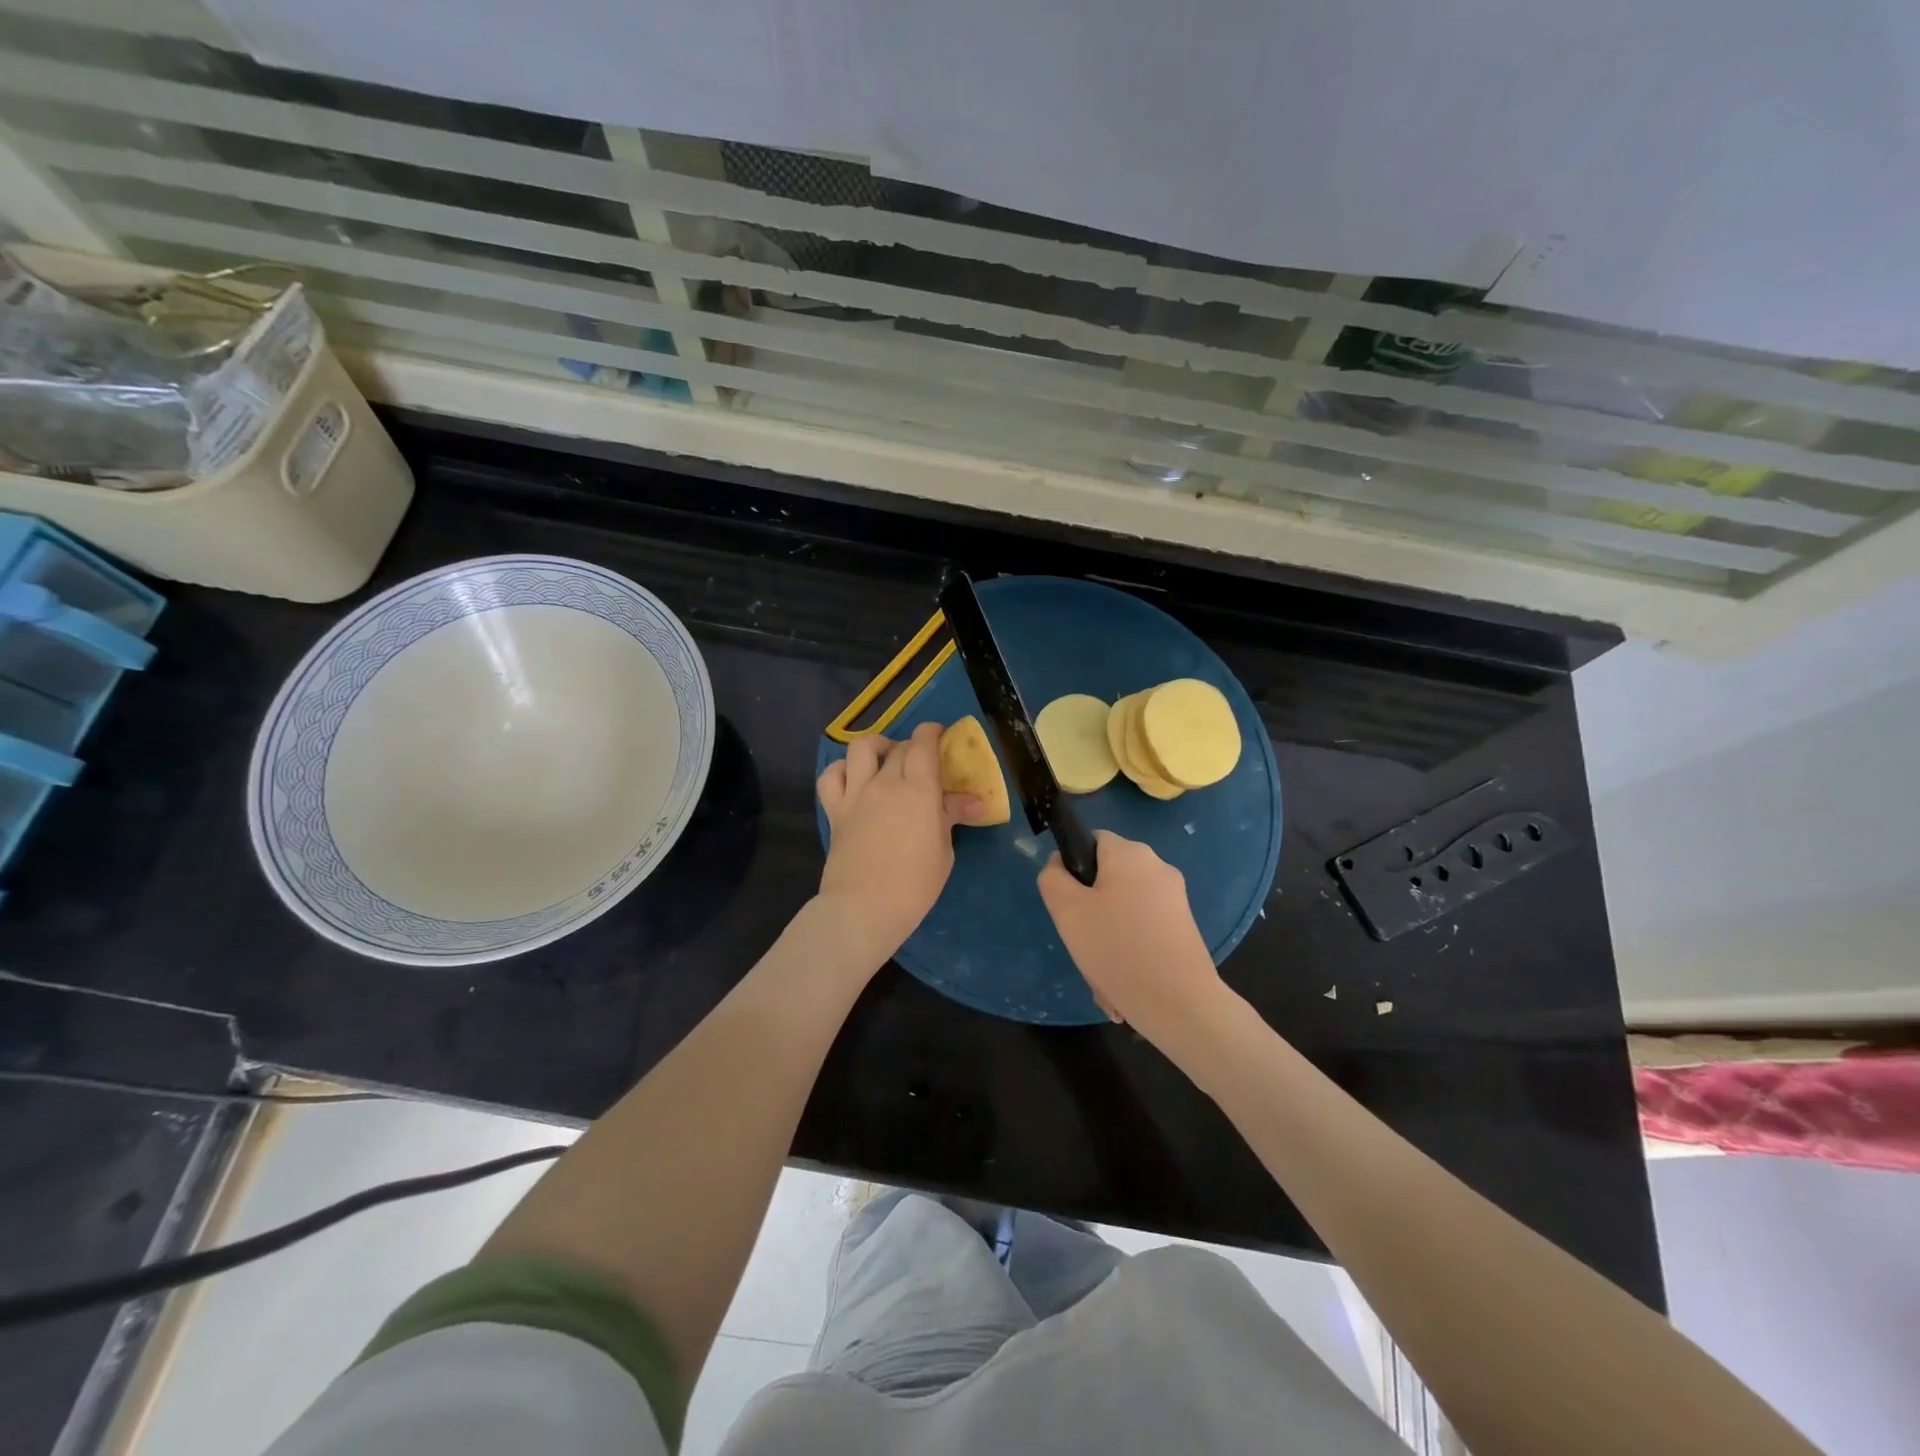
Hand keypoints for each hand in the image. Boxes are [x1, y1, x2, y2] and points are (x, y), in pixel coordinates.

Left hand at [816, 723, 982, 971]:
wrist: (863, 908)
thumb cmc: (914, 885)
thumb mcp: (943, 851)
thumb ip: (951, 817)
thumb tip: (974, 802)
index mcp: (919, 790)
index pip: (923, 744)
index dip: (931, 733)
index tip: (938, 735)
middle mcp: (886, 783)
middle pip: (898, 747)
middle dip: (911, 746)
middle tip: (921, 761)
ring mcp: (856, 794)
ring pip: (861, 748)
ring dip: (876, 746)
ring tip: (884, 759)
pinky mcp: (835, 810)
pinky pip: (831, 776)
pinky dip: (841, 770)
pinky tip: (853, 779)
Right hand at [1038, 830, 1230, 1051]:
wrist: (1180, 1004)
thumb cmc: (1117, 948)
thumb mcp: (1066, 911)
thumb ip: (1053, 878)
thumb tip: (1059, 865)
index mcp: (1130, 853)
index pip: (1091, 840)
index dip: (1073, 867)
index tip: (1068, 903)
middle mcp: (1158, 867)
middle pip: (1108, 878)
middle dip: (1090, 912)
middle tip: (1082, 943)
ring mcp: (1175, 899)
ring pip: (1124, 910)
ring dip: (1106, 939)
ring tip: (1102, 976)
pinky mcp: (1184, 927)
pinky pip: (1143, 931)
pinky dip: (1129, 951)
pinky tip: (1122, 984)